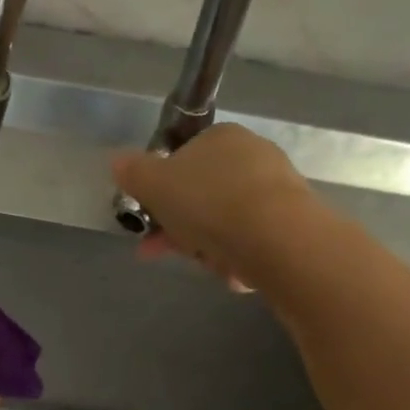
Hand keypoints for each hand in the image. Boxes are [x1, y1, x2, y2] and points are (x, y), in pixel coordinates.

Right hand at [112, 123, 314, 288]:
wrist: (276, 238)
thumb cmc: (208, 202)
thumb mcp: (154, 184)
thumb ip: (133, 172)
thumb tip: (117, 160)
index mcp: (220, 137)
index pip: (182, 161)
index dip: (160, 193)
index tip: (148, 221)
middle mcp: (253, 155)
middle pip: (202, 195)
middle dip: (179, 226)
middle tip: (162, 251)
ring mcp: (276, 188)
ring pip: (224, 221)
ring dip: (206, 245)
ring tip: (204, 264)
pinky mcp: (292, 221)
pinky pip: (250, 240)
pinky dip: (235, 256)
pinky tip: (232, 271)